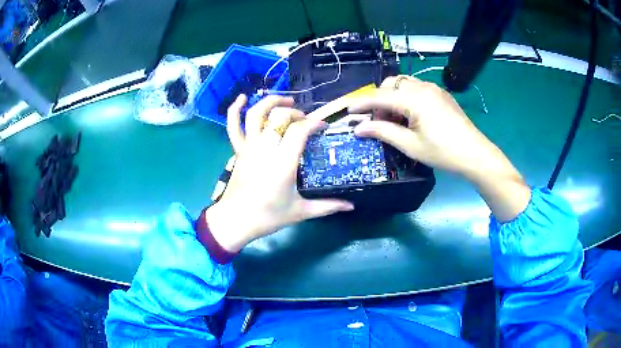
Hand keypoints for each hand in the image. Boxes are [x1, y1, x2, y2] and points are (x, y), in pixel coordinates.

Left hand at [206, 95, 353, 252]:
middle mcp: (265, 149)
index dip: (313, 123)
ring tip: (286, 103)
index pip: (299, 130)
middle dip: (296, 114)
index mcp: (283, 163)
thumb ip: (328, 206)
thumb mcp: (301, 212)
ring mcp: (249, 148)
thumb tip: (351, 206)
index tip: (322, 127)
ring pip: (256, 114)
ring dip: (271, 102)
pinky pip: (233, 126)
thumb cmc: (268, 217)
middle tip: (306, 121)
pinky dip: (235, 110)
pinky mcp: (238, 150)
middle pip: (279, 118)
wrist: (236, 221)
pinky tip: (242, 98)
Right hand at [349, 76, 499, 176]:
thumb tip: (359, 129)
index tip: (348, 112)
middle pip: (390, 84)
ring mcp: (433, 88)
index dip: (362, 103)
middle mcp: (422, 87)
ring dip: (393, 98)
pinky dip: (406, 97)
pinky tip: (410, 116)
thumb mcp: (410, 145)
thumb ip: (383, 132)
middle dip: (379, 100)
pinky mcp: (441, 94)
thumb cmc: (442, 152)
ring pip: (403, 84)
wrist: (475, 154)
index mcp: (414, 98)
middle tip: (378, 121)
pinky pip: (416, 88)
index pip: (380, 96)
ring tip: (395, 120)